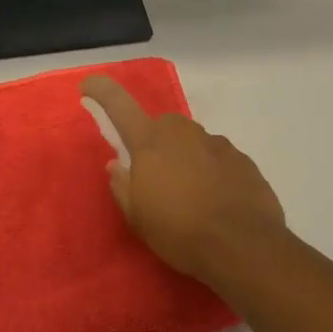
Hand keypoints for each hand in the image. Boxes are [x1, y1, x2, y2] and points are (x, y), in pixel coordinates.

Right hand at [81, 76, 287, 288]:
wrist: (244, 247)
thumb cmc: (179, 232)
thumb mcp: (137, 216)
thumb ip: (122, 185)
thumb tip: (117, 164)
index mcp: (150, 142)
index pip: (119, 105)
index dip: (101, 91)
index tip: (88, 84)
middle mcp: (183, 133)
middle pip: (162, 127)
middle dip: (156, 145)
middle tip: (156, 179)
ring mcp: (216, 143)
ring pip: (193, 143)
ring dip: (186, 160)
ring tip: (191, 197)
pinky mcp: (243, 160)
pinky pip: (218, 159)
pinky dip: (213, 173)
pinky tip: (217, 202)